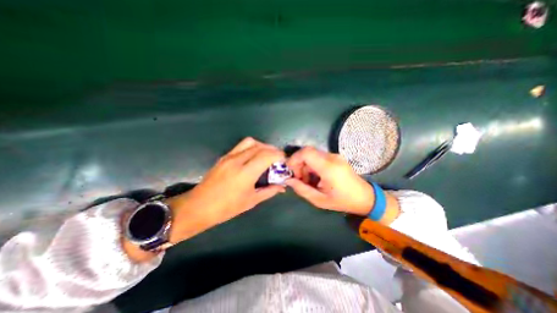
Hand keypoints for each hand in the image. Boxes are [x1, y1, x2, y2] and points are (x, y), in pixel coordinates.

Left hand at [167, 137, 283, 241]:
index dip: (279, 155)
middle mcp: (237, 160)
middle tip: (278, 159)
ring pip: (250, 142)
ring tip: (266, 156)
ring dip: (262, 146)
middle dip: (273, 150)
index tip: (284, 161)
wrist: (198, 206)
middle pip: (260, 146)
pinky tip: (254, 158)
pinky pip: (241, 146)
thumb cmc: (226, 208)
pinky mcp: (224, 156)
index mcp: (245, 173)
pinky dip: (252, 148)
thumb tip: (282, 186)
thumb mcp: (251, 201)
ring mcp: (229, 156)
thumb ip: (269, 191)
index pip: (267, 155)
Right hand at [287, 147, 373, 214]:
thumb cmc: (343, 201)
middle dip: (298, 164)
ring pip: (312, 154)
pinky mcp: (335, 157)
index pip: (306, 152)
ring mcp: (334, 156)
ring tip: (307, 180)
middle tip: (299, 179)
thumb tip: (288, 180)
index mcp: (328, 167)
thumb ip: (301, 189)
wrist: (365, 197)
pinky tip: (315, 177)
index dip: (294, 159)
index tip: (291, 172)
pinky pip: (318, 157)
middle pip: (307, 152)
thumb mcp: (319, 200)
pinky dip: (311, 165)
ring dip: (305, 165)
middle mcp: (331, 157)